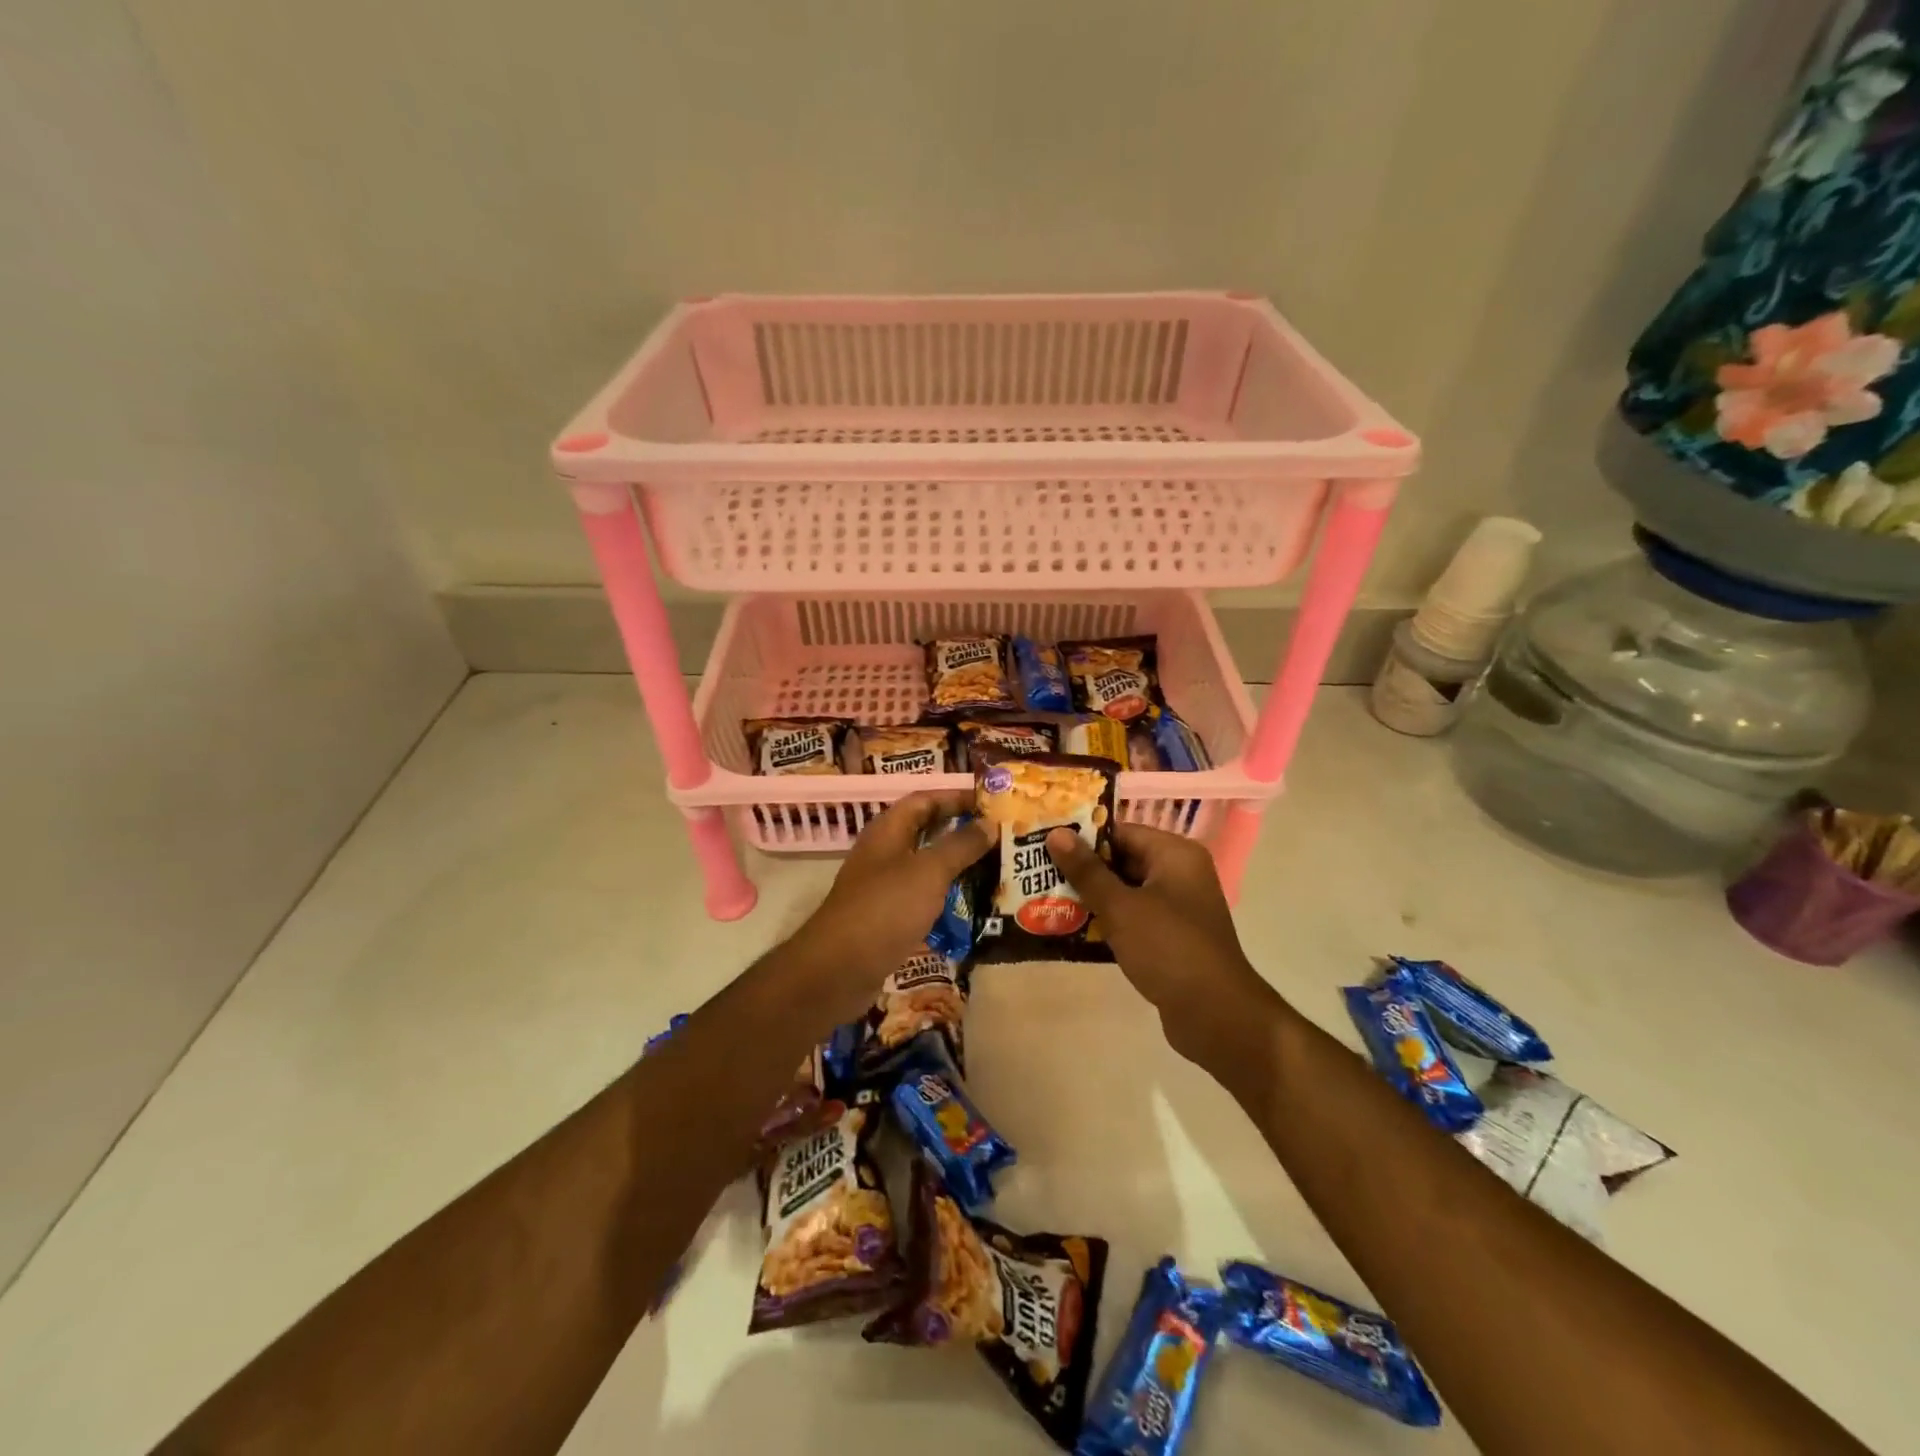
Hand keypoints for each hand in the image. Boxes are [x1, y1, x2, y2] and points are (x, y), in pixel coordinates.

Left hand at [788, 790, 991, 1012]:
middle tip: (1000, 836)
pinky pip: (922, 898)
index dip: (956, 797)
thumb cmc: (886, 908)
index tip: (991, 802)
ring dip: (956, 866)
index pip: (924, 800)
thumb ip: (960, 845)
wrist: (839, 969)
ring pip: (925, 867)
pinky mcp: (887, 918)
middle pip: (926, 832)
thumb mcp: (929, 871)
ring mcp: (883, 886)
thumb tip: (989, 822)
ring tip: (995, 868)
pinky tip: (972, 906)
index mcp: (888, 830)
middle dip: (961, 832)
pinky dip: (946, 897)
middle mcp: (883, 853)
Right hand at [1045, 824, 1287, 1070]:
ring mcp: (1178, 907)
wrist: (1215, 1015)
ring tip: (1047, 900)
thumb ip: (1087, 870)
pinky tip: (1073, 930)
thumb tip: (1056, 833)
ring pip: (1126, 892)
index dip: (1082, 837)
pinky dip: (1108, 921)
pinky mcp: (1172, 937)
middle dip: (1083, 869)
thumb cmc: (1168, 948)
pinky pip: (1134, 918)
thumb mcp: (1120, 907)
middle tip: (1040, 873)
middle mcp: (1181, 874)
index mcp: (1175, 854)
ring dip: (1092, 898)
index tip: (1045, 844)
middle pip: (1123, 860)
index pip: (1121, 832)